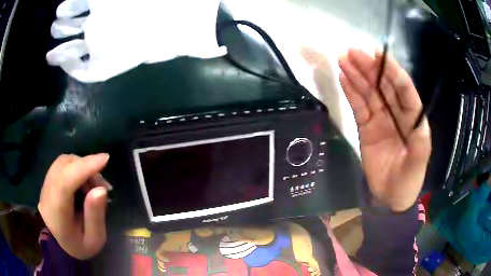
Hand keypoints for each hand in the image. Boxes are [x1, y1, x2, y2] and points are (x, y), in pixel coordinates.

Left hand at [38, 153, 110, 258]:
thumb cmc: (81, 245)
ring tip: (93, 184)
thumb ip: (96, 216)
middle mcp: (46, 195)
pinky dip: (75, 167)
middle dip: (86, 167)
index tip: (105, 159)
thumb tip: (101, 190)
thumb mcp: (94, 239)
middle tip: (102, 183)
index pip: (65, 183)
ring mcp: (44, 186)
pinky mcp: (47, 181)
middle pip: (63, 167)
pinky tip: (84, 181)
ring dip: (81, 166)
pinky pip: (61, 165)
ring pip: (62, 162)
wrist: (62, 247)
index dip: (84, 168)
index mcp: (57, 214)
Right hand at [338, 49, 430, 211]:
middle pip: (383, 85)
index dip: (391, 71)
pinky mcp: (366, 127)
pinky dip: (351, 92)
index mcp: (413, 118)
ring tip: (342, 59)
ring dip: (357, 75)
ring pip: (369, 92)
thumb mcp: (418, 164)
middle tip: (352, 51)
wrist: (389, 198)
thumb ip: (419, 141)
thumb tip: (414, 113)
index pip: (403, 89)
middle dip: (369, 67)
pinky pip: (358, 106)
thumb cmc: (408, 182)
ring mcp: (380, 118)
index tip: (377, 54)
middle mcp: (397, 113)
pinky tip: (343, 78)